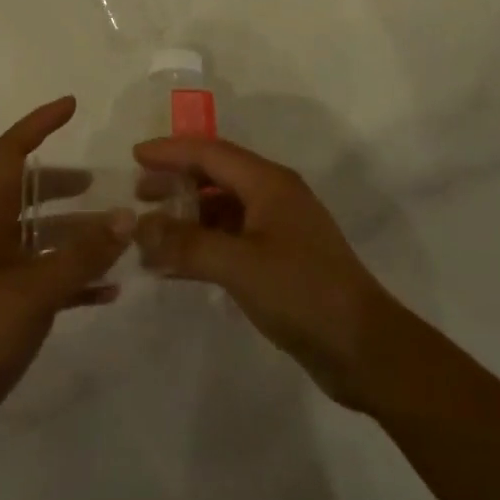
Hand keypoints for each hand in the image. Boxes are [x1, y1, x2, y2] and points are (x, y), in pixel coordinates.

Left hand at [0, 97, 130, 470]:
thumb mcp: (32, 294)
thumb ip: (80, 256)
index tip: (71, 106)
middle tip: (103, 184)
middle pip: (27, 194)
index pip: (9, 154)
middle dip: (63, 183)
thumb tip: (126, 217)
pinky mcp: (4, 316)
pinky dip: (76, 280)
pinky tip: (108, 291)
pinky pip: (47, 283)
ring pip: (41, 240)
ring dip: (76, 235)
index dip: (37, 124)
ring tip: (118, 238)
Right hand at [132, 136, 401, 410]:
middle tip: (139, 195)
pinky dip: (204, 243)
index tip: (135, 156)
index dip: (171, 151)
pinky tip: (180, 264)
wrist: (365, 347)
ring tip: (153, 232)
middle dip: (177, 180)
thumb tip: (141, 228)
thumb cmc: (302, 293)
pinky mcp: (282, 259)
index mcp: (269, 182)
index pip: (210, 152)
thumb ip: (188, 244)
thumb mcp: (240, 266)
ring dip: (188, 215)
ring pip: (224, 207)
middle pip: (217, 175)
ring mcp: (280, 228)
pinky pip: (233, 237)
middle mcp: (274, 195)